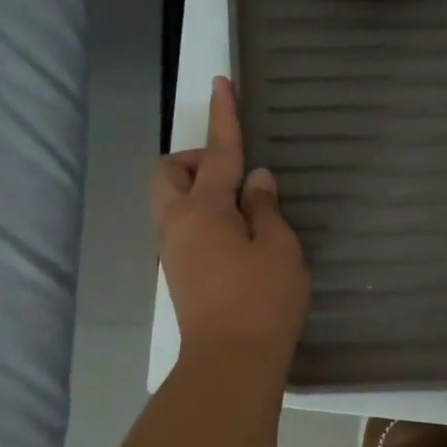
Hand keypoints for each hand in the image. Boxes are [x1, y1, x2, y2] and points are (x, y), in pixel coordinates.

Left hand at [152, 77, 308, 372]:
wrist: (231, 364)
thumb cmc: (263, 302)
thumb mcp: (279, 249)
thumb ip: (266, 208)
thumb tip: (256, 181)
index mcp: (203, 211)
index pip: (216, 152)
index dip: (223, 116)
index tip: (222, 82)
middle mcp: (178, 225)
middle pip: (167, 173)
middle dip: (193, 161)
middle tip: (233, 175)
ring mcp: (174, 252)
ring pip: (172, 202)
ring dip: (199, 191)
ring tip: (243, 210)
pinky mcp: (180, 274)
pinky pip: (184, 228)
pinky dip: (204, 218)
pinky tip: (238, 238)